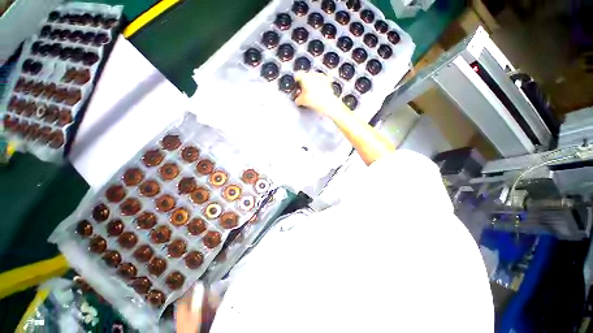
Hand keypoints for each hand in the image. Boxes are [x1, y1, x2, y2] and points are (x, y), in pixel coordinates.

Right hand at [294, 71, 341, 115]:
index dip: (296, 81)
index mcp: (305, 77)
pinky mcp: (327, 80)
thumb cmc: (315, 100)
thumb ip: (297, 99)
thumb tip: (297, 100)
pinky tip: (319, 90)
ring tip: (311, 91)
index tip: (296, 84)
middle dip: (304, 82)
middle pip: (306, 76)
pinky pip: (322, 80)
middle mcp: (313, 74)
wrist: (327, 103)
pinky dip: (320, 84)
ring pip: (314, 77)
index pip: (297, 75)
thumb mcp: (302, 101)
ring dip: (312, 82)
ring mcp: (321, 76)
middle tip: (303, 90)